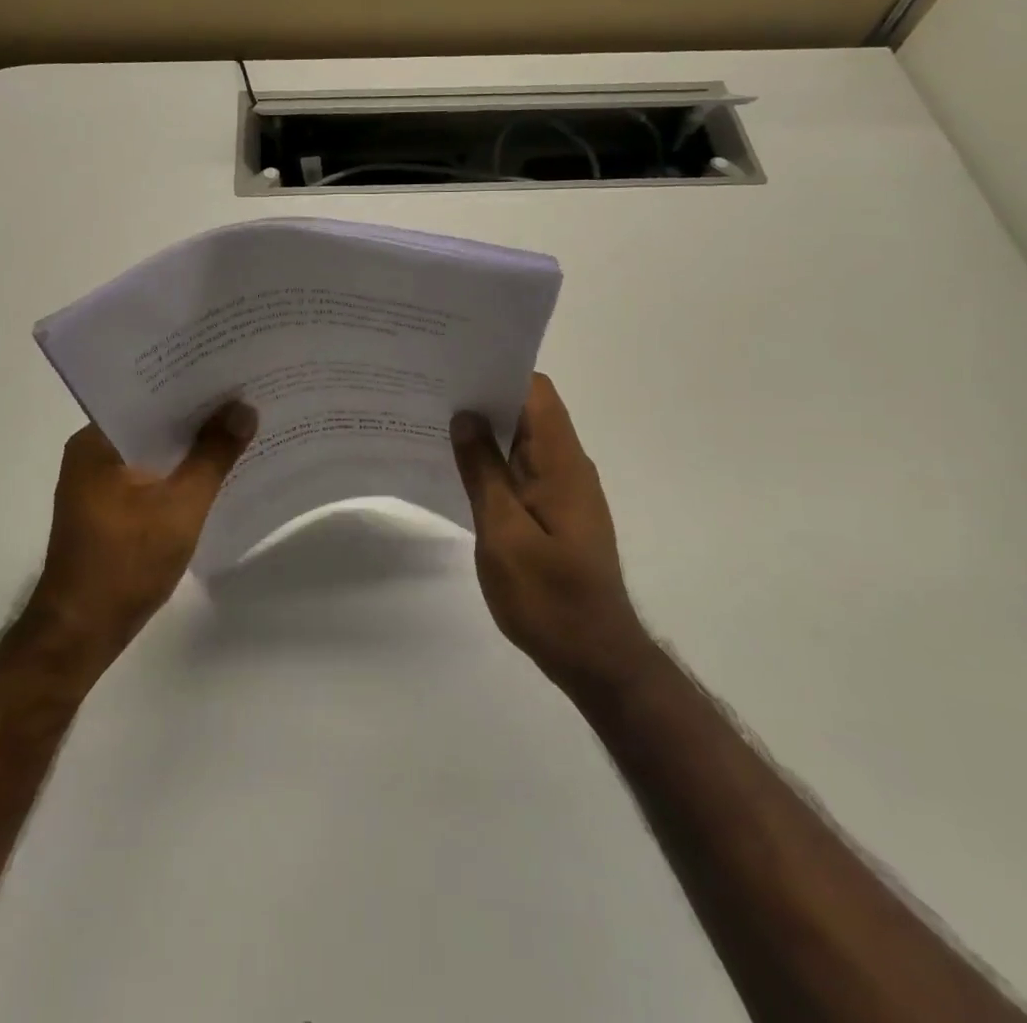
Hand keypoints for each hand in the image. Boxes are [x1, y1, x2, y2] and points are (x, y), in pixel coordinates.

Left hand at [31, 403, 256, 659]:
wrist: (81, 633)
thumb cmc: (126, 563)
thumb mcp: (181, 506)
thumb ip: (214, 455)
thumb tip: (244, 408)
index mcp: (97, 441)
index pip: (148, 394)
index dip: (190, 382)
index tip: (229, 371)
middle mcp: (92, 452)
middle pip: (152, 420)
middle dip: (196, 413)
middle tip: (245, 394)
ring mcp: (98, 481)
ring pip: (153, 448)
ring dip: (189, 444)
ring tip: (238, 425)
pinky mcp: (109, 506)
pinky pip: (150, 473)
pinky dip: (178, 470)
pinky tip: (214, 470)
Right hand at [451, 374, 646, 690]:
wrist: (594, 656)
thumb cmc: (548, 597)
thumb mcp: (503, 533)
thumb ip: (483, 472)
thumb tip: (466, 418)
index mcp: (562, 462)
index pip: (536, 392)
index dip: (499, 373)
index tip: (456, 370)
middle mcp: (568, 466)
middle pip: (529, 412)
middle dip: (484, 399)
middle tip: (432, 394)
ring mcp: (564, 490)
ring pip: (524, 442)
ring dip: (487, 432)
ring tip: (436, 424)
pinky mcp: (556, 512)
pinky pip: (523, 470)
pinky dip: (494, 462)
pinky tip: (460, 469)